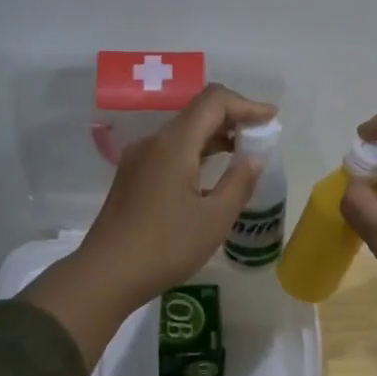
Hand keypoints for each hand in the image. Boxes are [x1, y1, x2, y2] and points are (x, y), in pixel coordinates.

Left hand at [21, 84, 275, 365]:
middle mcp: (154, 142)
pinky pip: (170, 151)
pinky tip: (210, 174)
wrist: (106, 274)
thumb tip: (254, 156)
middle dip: (233, 118)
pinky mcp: (133, 176)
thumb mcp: (215, 218)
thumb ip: (239, 181)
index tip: (270, 120)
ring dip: (214, 136)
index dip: (246, 105)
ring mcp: (139, 159)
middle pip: (198, 112)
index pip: (214, 100)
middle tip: (261, 138)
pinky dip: (196, 152)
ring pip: (183, 132)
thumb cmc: (166, 246)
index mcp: (175, 144)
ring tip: (242, 155)